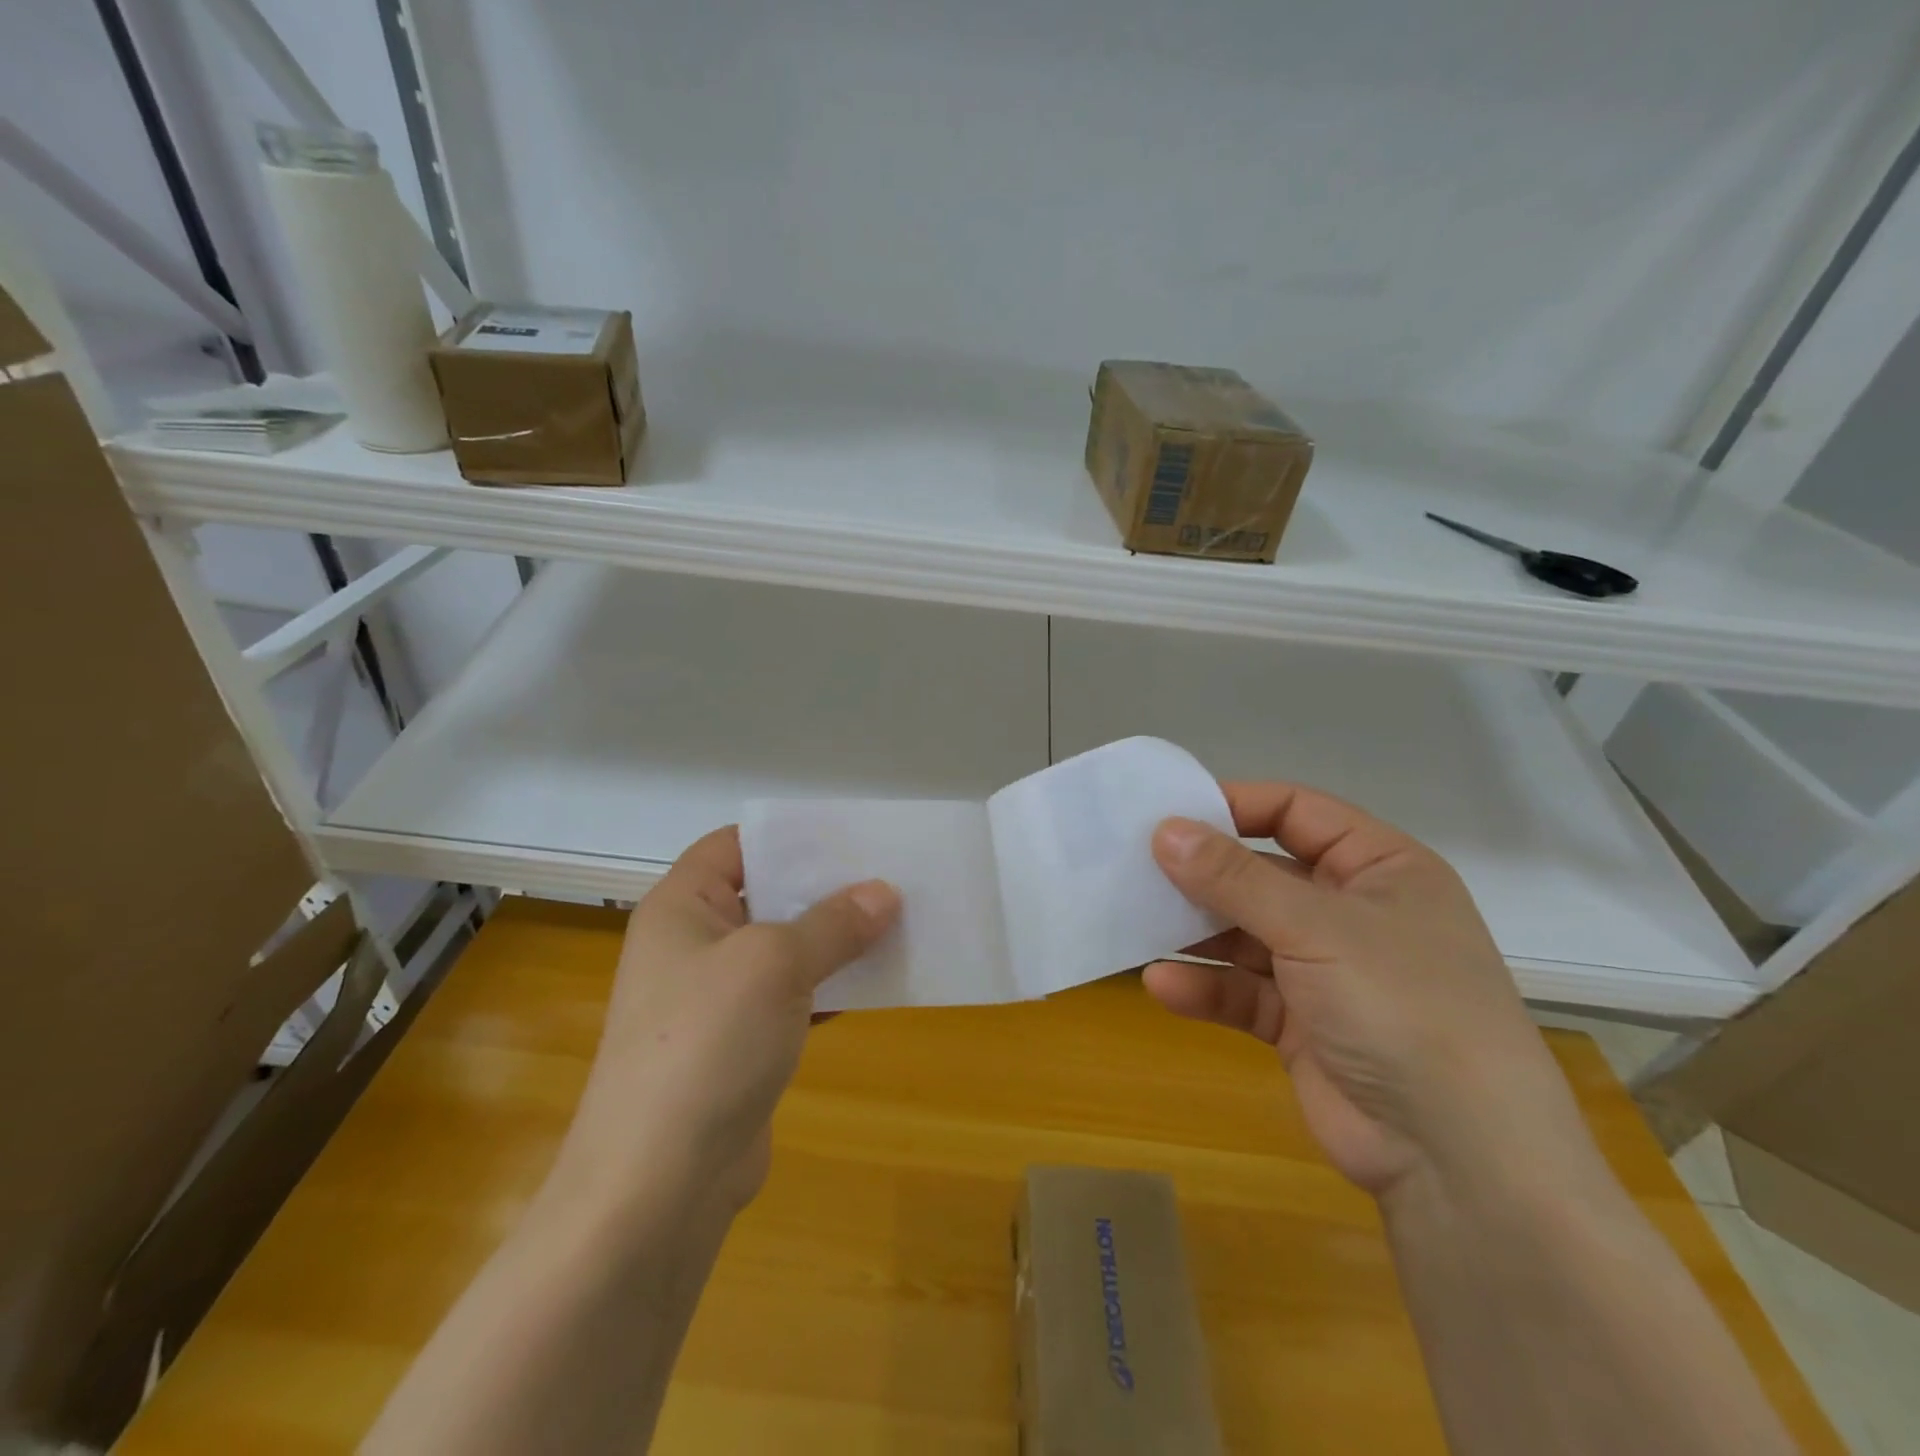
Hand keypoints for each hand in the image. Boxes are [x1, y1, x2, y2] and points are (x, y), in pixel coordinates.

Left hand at [550, 827, 897, 1215]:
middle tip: (890, 876)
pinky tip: (879, 982)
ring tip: (898, 921)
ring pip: (786, 949)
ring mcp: (716, 999)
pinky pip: (793, 998)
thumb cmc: (707, 1043)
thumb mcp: (776, 965)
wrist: (657, 1187)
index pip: (736, 844)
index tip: (851, 834)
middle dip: (827, 888)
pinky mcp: (740, 1045)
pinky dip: (831, 987)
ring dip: (836, 940)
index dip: (790, 836)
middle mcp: (694, 944)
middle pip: (767, 895)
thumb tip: (884, 892)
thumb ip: (833, 923)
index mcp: (683, 907)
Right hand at [1147, 784, 1590, 1197]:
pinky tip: (1162, 986)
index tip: (1169, 814)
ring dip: (1196, 933)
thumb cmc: (1401, 1006)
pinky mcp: (1300, 1024)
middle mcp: (1352, 912)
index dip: (1236, 806)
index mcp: (1380, 868)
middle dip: (1204, 874)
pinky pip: (1243, 992)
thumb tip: (1165, 830)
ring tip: (1137, 923)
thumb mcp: (1316, 927)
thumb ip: (1235, 878)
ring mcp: (1326, 971)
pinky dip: (1206, 988)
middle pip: (1262, 873)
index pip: (1297, 812)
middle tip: (1137, 867)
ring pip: (1245, 934)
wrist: (1459, 1160)